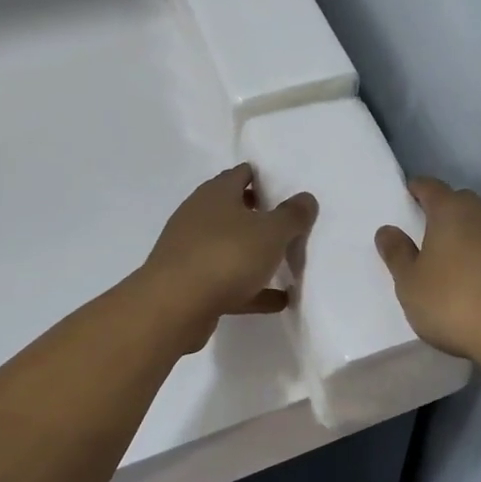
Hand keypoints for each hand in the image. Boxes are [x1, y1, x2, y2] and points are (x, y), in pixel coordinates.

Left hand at [141, 164, 318, 351]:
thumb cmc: (226, 256)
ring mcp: (191, 250)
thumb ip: (293, 215)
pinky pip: (228, 281)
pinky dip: (251, 287)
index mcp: (216, 194)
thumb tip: (306, 198)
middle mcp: (199, 216)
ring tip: (286, 263)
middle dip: (260, 215)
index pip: (241, 174)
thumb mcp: (271, 232)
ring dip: (255, 254)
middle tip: (289, 225)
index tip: (288, 190)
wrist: (173, 308)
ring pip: (230, 246)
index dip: (264, 178)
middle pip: (234, 209)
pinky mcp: (190, 283)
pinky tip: (277, 300)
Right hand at [375, 178, 480, 362]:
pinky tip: (471, 278)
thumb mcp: (410, 282)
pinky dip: (480, 254)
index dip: (416, 190)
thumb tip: (388, 230)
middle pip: (458, 201)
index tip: (405, 199)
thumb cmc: (453, 301)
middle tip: (422, 232)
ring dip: (463, 233)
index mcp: (451, 209)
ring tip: (446, 258)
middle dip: (441, 211)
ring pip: (478, 223)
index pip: (430, 186)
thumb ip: (396, 253)